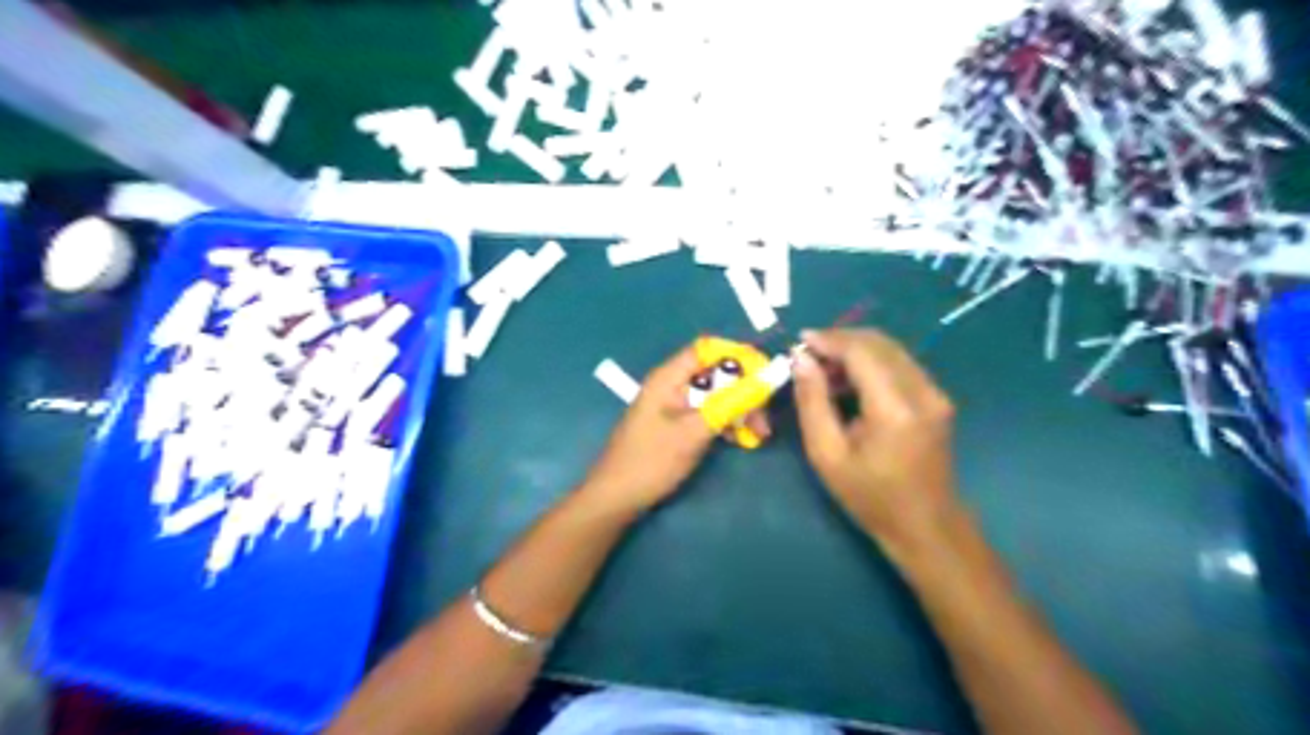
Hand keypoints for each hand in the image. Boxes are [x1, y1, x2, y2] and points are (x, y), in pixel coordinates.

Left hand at [580, 341, 769, 514]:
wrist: (616, 498)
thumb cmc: (651, 461)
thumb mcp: (693, 432)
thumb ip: (728, 405)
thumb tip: (763, 381)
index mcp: (669, 377)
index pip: (708, 349)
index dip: (738, 356)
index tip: (765, 375)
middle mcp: (672, 385)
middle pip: (715, 373)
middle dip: (744, 389)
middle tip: (764, 417)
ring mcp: (674, 405)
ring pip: (715, 395)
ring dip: (739, 409)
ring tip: (759, 434)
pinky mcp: (677, 424)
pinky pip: (708, 413)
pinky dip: (726, 422)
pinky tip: (742, 440)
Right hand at [786, 327, 957, 561]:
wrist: (926, 526)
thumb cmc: (871, 497)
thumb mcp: (827, 455)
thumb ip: (812, 403)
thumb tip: (800, 361)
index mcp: (895, 409)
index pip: (861, 352)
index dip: (829, 340)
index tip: (800, 341)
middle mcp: (922, 392)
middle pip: (879, 343)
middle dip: (840, 340)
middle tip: (808, 355)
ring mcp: (935, 393)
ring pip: (891, 349)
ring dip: (855, 350)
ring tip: (824, 371)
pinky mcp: (937, 398)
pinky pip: (900, 364)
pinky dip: (871, 362)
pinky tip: (850, 381)